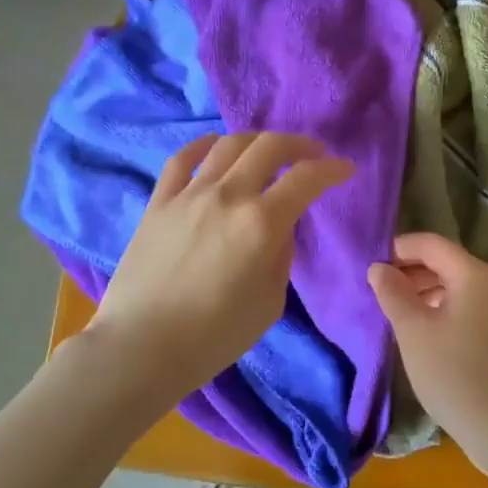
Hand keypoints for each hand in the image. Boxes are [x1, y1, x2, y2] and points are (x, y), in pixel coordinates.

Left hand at [87, 133, 353, 400]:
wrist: (142, 346)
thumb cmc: (215, 336)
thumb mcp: (270, 302)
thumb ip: (281, 256)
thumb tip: (279, 228)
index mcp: (262, 223)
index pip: (307, 179)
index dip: (332, 170)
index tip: (345, 170)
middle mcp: (228, 195)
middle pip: (269, 147)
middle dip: (299, 145)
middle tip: (312, 155)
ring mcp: (189, 194)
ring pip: (228, 145)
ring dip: (256, 141)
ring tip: (267, 152)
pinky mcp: (158, 202)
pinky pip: (182, 159)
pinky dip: (204, 145)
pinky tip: (214, 147)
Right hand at [367, 232, 487, 466]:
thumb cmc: (454, 374)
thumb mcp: (414, 331)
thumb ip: (393, 293)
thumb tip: (379, 267)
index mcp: (474, 275)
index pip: (431, 244)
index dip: (399, 248)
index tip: (370, 265)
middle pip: (444, 263)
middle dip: (409, 271)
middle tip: (376, 290)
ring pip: (454, 287)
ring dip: (422, 292)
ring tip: (392, 312)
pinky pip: (464, 308)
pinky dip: (439, 310)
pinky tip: (419, 333)